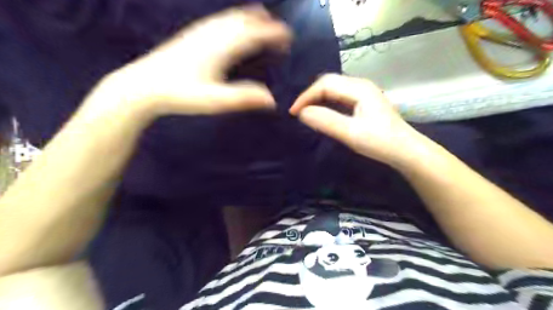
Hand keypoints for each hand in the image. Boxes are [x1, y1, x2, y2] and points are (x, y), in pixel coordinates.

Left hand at [95, 6, 292, 119]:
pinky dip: (234, 20)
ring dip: (250, 18)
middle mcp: (212, 35)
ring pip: (230, 17)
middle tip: (279, 33)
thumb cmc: (180, 94)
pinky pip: (219, 20)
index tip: (288, 36)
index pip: (254, 34)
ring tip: (262, 22)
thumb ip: (243, 98)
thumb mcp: (214, 101)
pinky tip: (232, 26)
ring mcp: (200, 32)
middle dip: (265, 24)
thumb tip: (271, 100)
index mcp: (221, 48)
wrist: (143, 86)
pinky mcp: (191, 35)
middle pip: (244, 20)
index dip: (273, 33)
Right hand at [291, 74, 422, 165]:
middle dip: (310, 96)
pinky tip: (321, 112)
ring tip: (305, 112)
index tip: (293, 113)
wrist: (406, 151)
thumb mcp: (351, 133)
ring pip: (333, 88)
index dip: (306, 97)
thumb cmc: (381, 142)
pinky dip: (326, 102)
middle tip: (297, 112)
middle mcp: (360, 85)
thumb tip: (302, 113)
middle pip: (328, 82)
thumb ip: (326, 121)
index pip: (325, 84)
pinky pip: (339, 96)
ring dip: (317, 98)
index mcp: (359, 88)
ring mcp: (363, 92)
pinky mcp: (363, 101)